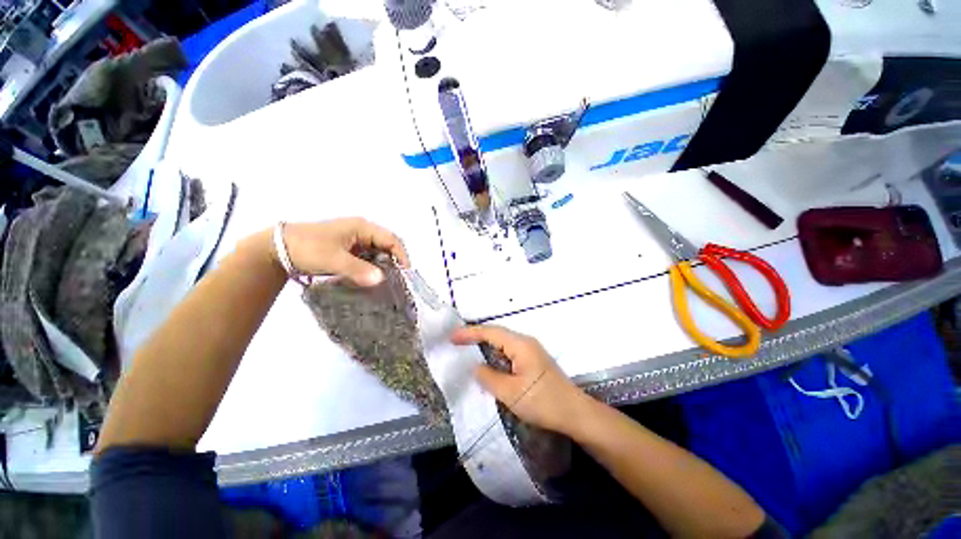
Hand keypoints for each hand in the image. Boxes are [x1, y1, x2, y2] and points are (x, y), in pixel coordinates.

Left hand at [279, 218, 409, 285]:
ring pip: (378, 252)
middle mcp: (362, 231)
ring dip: (384, 265)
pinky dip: (373, 267)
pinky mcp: (348, 249)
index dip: (401, 255)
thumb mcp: (333, 259)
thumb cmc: (308, 248)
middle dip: (395, 261)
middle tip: (399, 279)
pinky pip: (368, 257)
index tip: (406, 273)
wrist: (277, 249)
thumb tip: (382, 280)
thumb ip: (358, 269)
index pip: (391, 239)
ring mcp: (355, 240)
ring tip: (388, 281)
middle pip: (387, 245)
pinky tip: (373, 278)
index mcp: (362, 227)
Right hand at [451, 325, 587, 434]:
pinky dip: (495, 353)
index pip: (491, 332)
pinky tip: (488, 361)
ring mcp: (531, 350)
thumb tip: (476, 367)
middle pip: (497, 334)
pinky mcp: (533, 360)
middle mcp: (526, 342)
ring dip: (485, 344)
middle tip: (456, 341)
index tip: (452, 337)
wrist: (574, 413)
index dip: (470, 333)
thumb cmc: (542, 402)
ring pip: (503, 342)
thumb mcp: (511, 393)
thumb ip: (489, 377)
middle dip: (476, 336)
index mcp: (520, 345)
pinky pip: (509, 351)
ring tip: (467, 348)